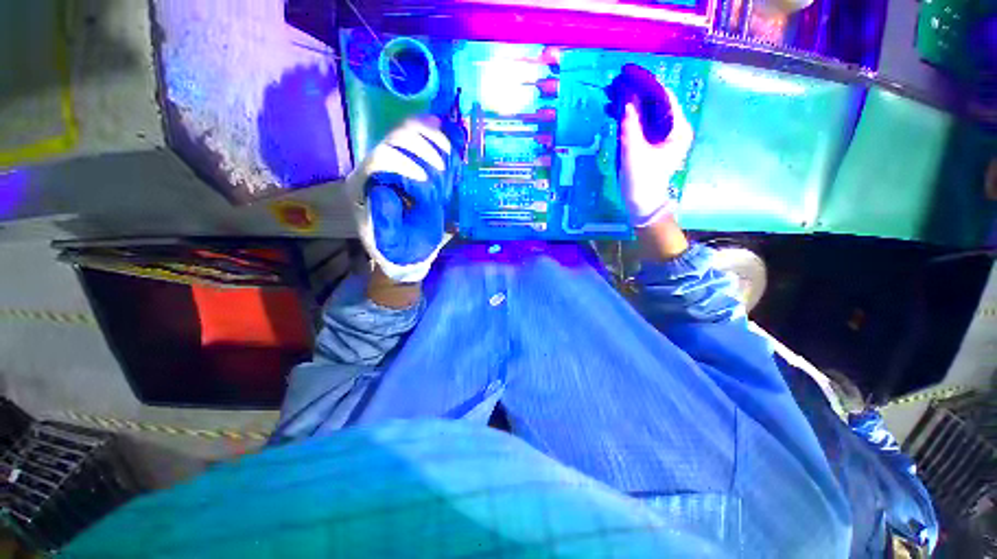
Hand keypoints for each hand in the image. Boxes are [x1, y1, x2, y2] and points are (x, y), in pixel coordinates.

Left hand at [347, 116, 466, 282]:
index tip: (427, 181)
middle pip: (394, 139)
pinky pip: (421, 139)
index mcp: (363, 185)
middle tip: (442, 168)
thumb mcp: (389, 241)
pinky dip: (436, 137)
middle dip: (422, 149)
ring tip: (448, 156)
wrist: (407, 251)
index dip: (404, 164)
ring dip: (432, 140)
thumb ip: (384, 219)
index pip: (379, 159)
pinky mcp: (410, 163)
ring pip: (408, 132)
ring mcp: (394, 162)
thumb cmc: (399, 248)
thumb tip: (383, 191)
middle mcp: (375, 167)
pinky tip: (449, 143)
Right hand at [619, 89, 693, 226]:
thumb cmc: (641, 181)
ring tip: (610, 96)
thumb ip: (630, 124)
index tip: (627, 72)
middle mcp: (673, 128)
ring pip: (647, 111)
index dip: (645, 82)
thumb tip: (626, 97)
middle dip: (635, 91)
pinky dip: (629, 116)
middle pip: (655, 102)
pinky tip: (615, 112)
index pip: (664, 96)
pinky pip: (641, 123)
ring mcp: (662, 135)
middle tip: (615, 83)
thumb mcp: (634, 152)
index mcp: (677, 128)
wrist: (642, 205)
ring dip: (630, 103)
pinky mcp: (652, 143)